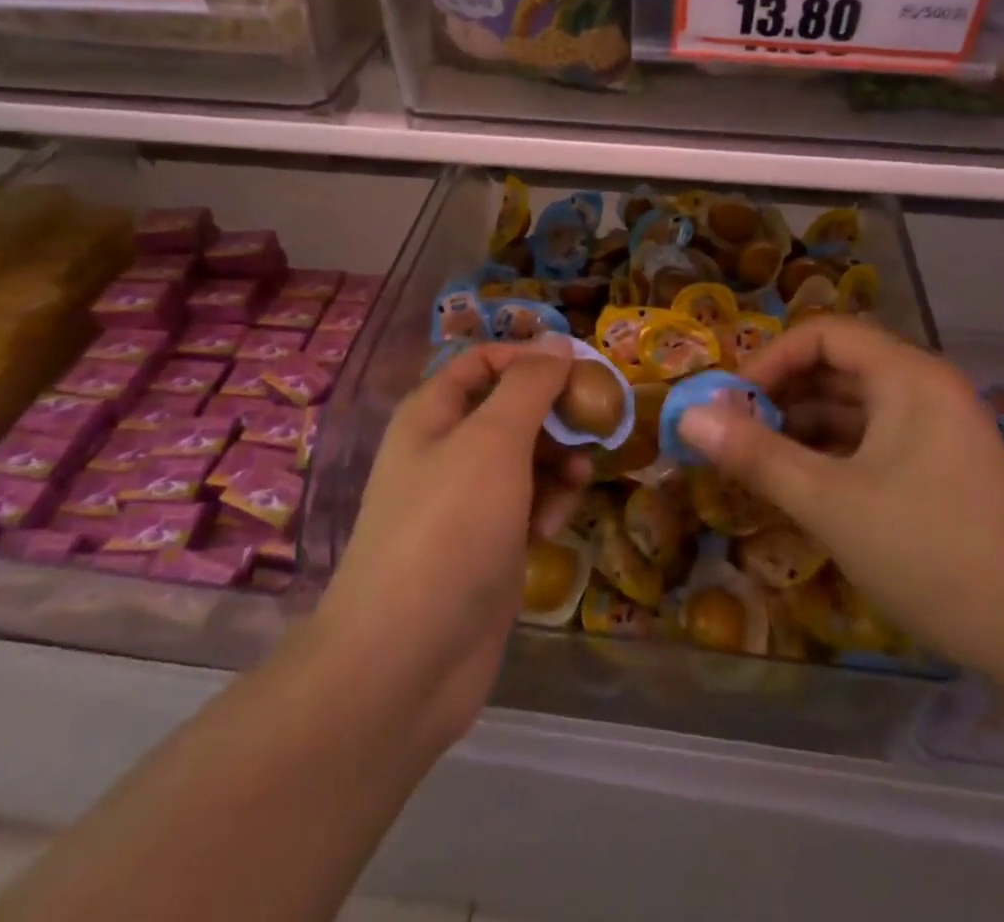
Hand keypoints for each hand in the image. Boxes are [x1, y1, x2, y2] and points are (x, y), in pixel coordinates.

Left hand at [313, 336, 587, 751]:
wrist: (406, 660)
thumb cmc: (450, 528)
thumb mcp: (494, 441)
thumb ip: (529, 386)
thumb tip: (558, 343)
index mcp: (432, 414)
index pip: (482, 362)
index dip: (529, 358)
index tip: (580, 369)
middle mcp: (444, 451)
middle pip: (508, 410)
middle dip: (553, 415)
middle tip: (596, 424)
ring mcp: (464, 503)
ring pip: (523, 459)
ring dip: (557, 462)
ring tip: (578, 480)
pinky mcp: (485, 547)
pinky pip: (525, 505)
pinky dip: (545, 505)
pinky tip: (556, 522)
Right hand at [676, 316, 1003, 670]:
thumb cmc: (931, 552)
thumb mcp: (829, 502)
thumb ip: (756, 454)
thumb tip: (688, 416)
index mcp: (907, 376)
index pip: (823, 334)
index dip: (771, 359)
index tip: (732, 402)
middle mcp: (926, 388)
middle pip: (839, 366)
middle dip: (782, 393)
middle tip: (736, 431)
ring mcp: (938, 429)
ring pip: (856, 406)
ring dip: (804, 425)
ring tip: (758, 458)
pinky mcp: (942, 467)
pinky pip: (875, 439)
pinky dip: (833, 451)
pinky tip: (802, 483)